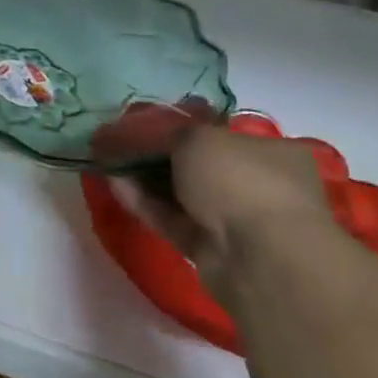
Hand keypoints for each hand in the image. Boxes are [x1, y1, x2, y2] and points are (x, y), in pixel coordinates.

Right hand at [109, 126, 333, 303]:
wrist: (259, 256)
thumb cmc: (239, 179)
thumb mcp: (198, 137)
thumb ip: (167, 132)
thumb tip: (145, 133)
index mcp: (271, 152)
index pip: (220, 133)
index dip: (180, 125)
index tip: (144, 121)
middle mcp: (256, 184)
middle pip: (195, 163)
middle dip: (155, 152)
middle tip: (119, 140)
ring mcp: (233, 218)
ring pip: (179, 192)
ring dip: (143, 177)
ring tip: (106, 160)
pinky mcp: (208, 246)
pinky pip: (170, 218)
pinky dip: (143, 201)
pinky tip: (113, 184)